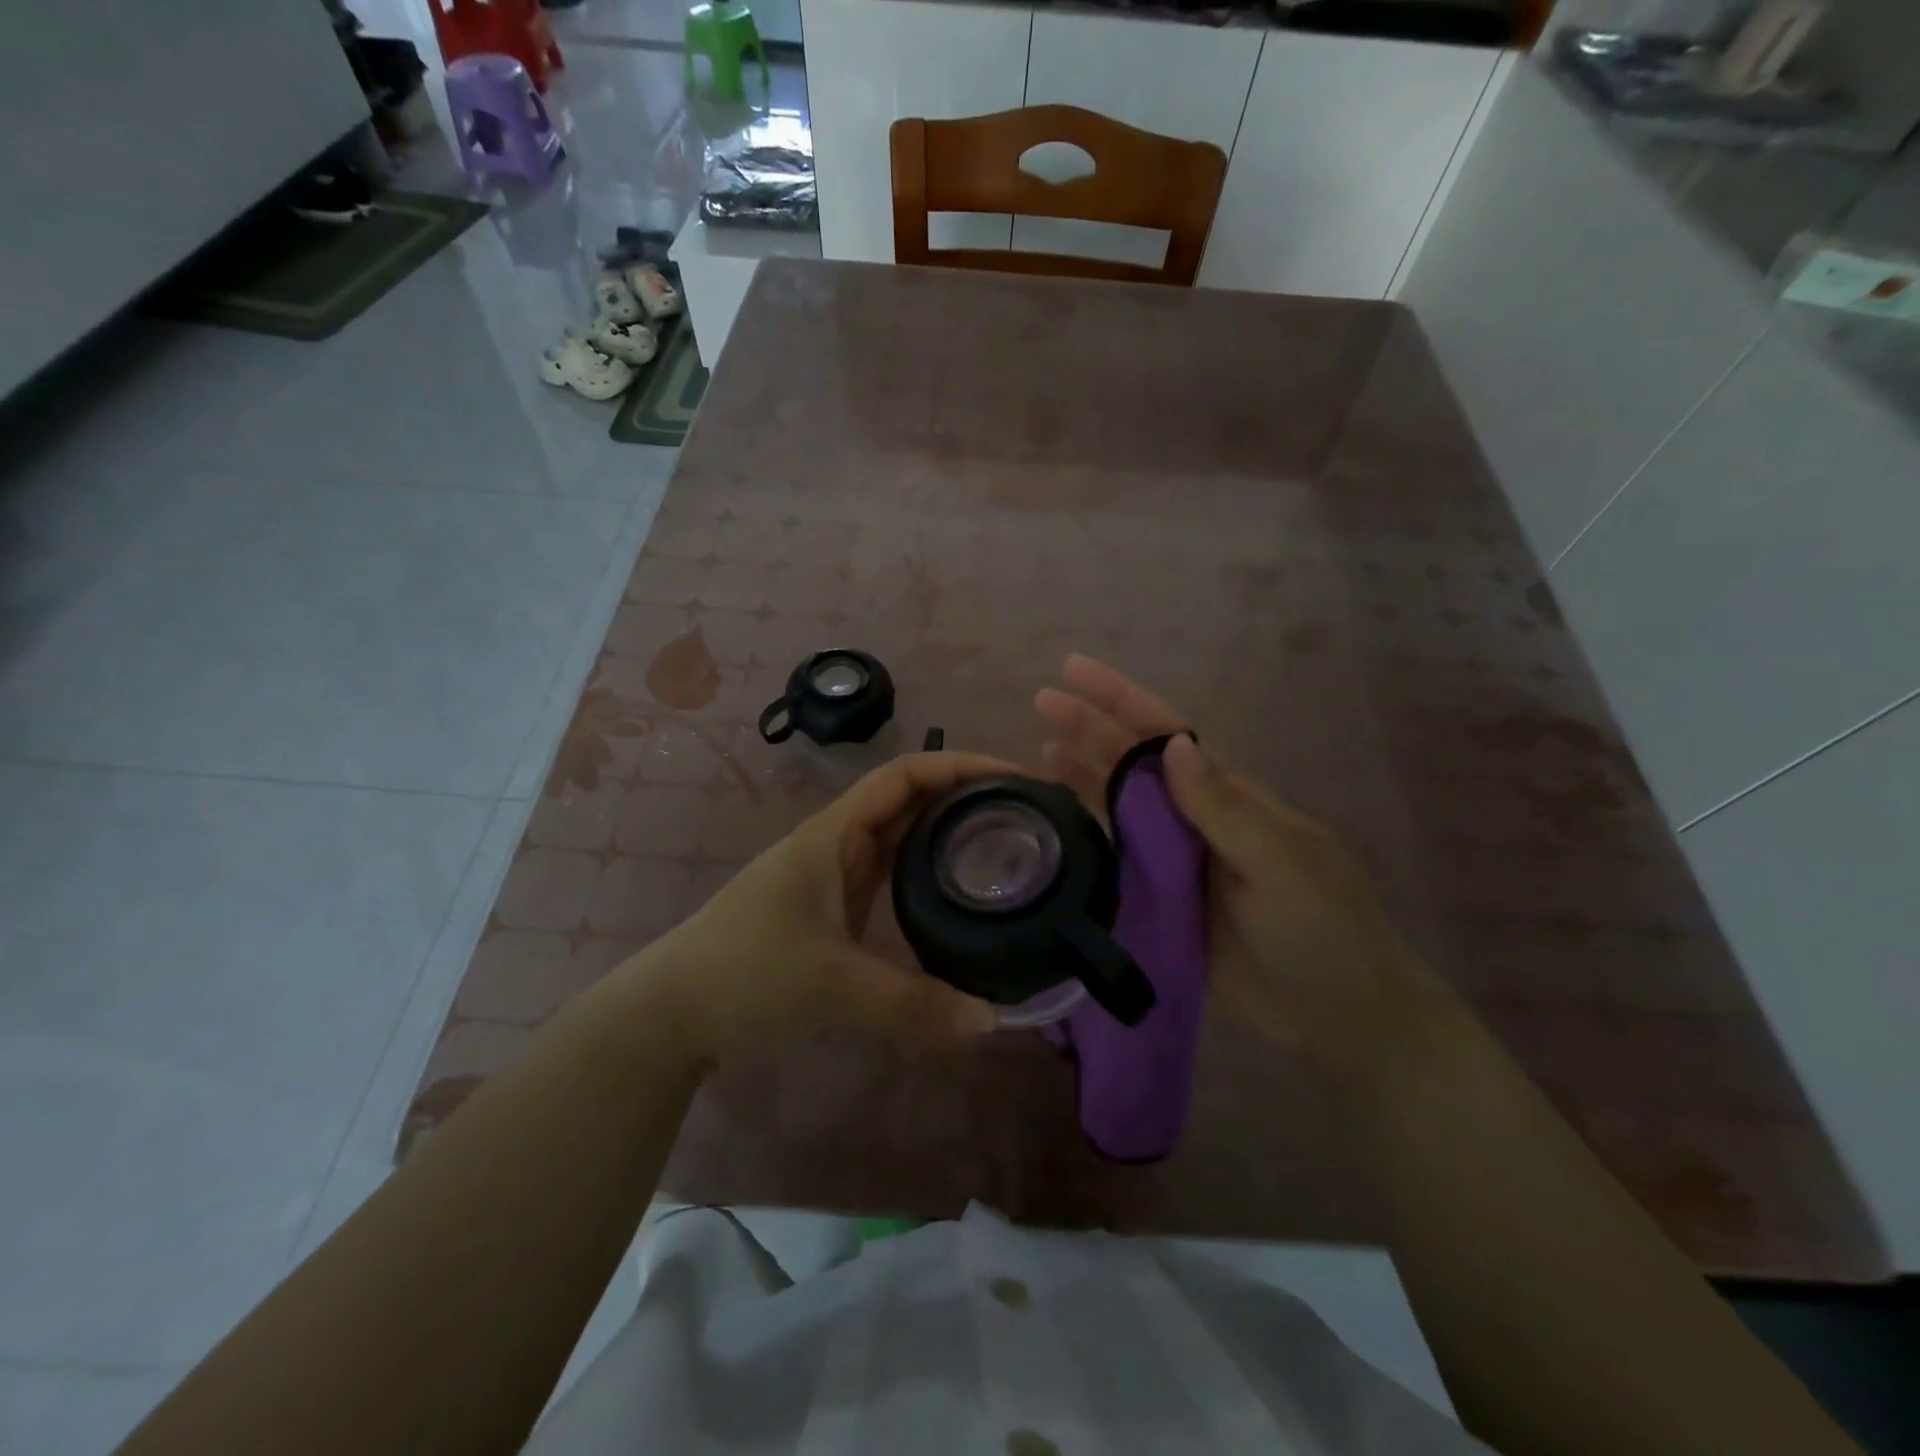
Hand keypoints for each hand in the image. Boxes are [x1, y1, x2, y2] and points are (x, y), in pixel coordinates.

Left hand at [623, 753, 1007, 1067]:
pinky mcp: (832, 905)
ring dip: (947, 830)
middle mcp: (837, 842)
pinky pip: (889, 873)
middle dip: (964, 795)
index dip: (960, 765)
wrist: (673, 1010)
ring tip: (1005, 842)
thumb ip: (913, 1004)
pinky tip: (957, 891)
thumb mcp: (833, 986)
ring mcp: (832, 874)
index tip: (1015, 778)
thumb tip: (993, 1020)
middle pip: (909, 798)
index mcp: (833, 833)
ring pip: (900, 836)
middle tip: (1026, 813)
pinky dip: (926, 871)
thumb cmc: (745, 974)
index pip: (905, 775)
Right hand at [1036, 655, 1449, 1087]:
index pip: (1164, 732)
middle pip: (1132, 762)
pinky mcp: (1159, 900)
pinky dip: (1085, 834)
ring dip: (1082, 775)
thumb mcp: (1282, 863)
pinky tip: (1056, 824)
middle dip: (1089, 727)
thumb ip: (1225, 808)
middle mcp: (1193, 817)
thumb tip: (1173, 743)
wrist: (1337, 1016)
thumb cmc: (1322, 930)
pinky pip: (1114, 856)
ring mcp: (1174, 859)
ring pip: (1118, 805)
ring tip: (1035, 752)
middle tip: (1041, 701)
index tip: (1074, 669)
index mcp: (1226, 795)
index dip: (1119, 698)